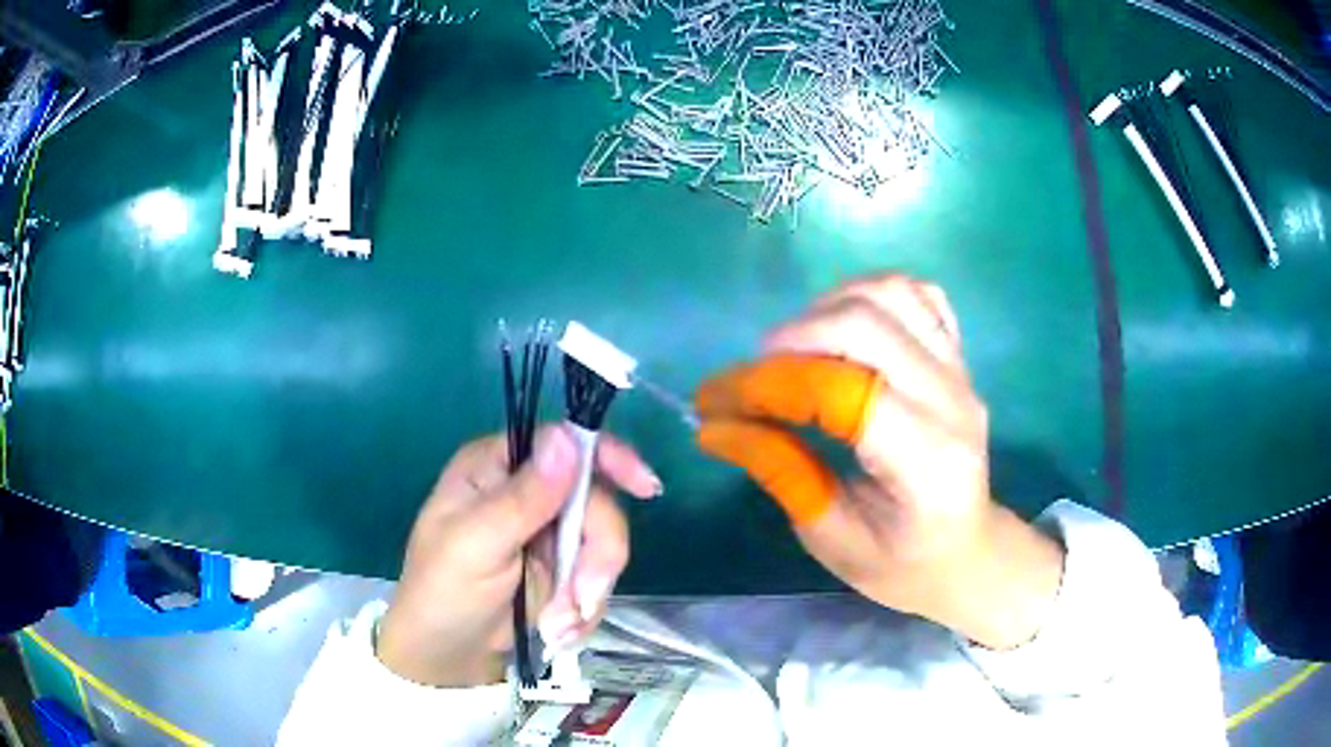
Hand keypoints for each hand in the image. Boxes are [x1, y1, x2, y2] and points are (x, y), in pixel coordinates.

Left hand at [377, 425, 659, 686]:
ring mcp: (549, 534)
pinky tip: (558, 632)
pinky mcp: (563, 572)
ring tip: (557, 626)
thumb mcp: (475, 544)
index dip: (609, 458)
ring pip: (604, 545)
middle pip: (596, 501)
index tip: (644, 487)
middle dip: (596, 556)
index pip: (564, 443)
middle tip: (581, 598)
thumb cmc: (443, 591)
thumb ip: (522, 499)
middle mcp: (529, 492)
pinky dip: (584, 611)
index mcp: (498, 467)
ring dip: (588, 591)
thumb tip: (567, 439)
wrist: (447, 655)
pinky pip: (598, 580)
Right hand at [695, 275, 1063, 649]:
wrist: (967, 552)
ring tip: (794, 348)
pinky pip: (918, 295)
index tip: (715, 400)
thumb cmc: (901, 564)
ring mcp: (960, 372)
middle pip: (866, 325)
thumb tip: (715, 424)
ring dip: (827, 307)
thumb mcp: (830, 539)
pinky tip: (842, 326)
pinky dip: (869, 293)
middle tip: (752, 376)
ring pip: (891, 294)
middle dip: (791, 338)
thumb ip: (779, 471)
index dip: (769, 385)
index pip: (843, 393)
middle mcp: (951, 403)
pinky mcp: (958, 357)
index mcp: (925, 464)